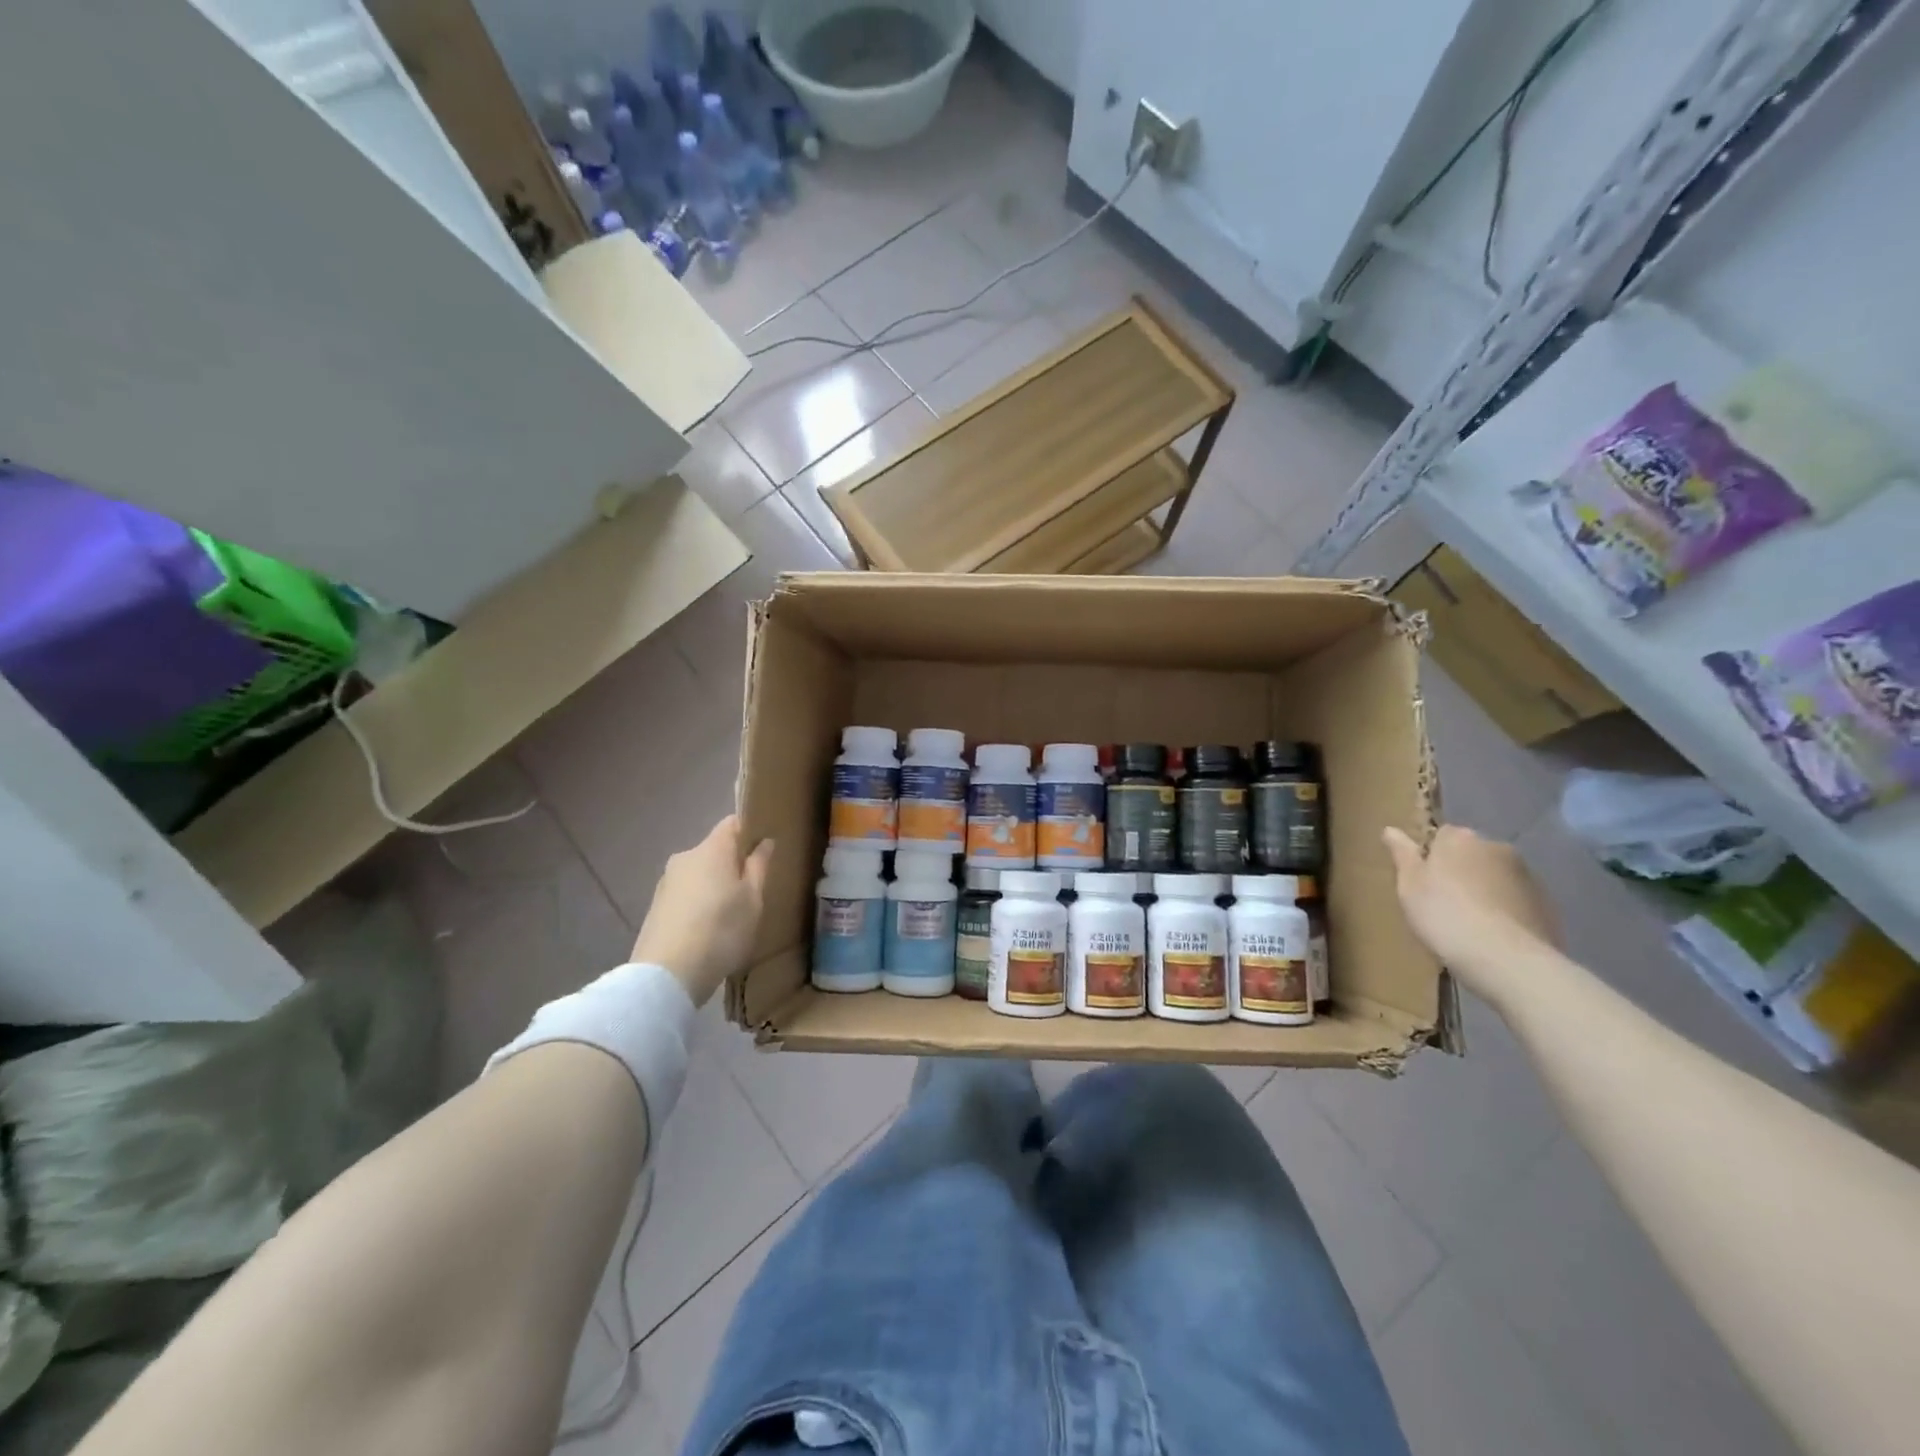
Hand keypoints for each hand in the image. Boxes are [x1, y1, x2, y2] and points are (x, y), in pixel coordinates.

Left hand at [631, 816, 773, 1007]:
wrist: (667, 975)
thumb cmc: (721, 930)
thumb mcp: (753, 900)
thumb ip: (759, 866)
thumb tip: (764, 841)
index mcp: (712, 849)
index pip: (733, 823)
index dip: (750, 831)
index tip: (765, 850)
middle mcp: (685, 857)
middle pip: (715, 850)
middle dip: (733, 864)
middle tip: (753, 890)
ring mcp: (666, 883)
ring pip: (699, 874)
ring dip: (715, 886)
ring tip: (731, 915)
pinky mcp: (656, 907)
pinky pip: (686, 895)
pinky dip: (699, 904)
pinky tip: (708, 930)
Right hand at [1382, 825, 1558, 995]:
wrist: (1505, 959)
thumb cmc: (1443, 914)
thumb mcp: (1409, 885)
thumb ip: (1402, 854)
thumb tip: (1391, 829)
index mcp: (1460, 838)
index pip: (1441, 835)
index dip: (1430, 857)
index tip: (1421, 881)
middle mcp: (1497, 848)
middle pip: (1471, 855)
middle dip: (1460, 871)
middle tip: (1442, 903)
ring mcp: (1527, 876)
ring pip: (1496, 877)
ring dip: (1484, 891)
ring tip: (1470, 924)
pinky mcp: (1547, 905)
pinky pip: (1516, 901)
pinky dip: (1505, 911)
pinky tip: (1493, 936)